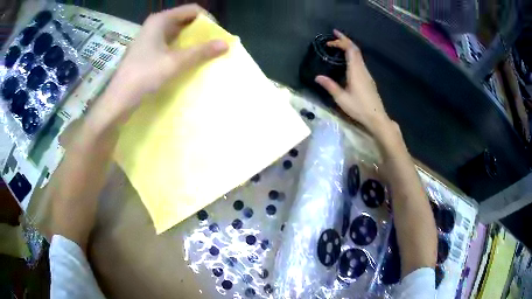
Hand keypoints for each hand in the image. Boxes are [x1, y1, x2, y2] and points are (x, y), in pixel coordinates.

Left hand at [97, 4, 228, 124]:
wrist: (119, 100)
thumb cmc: (144, 76)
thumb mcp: (175, 63)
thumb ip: (201, 52)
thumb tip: (226, 44)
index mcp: (161, 20)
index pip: (192, 10)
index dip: (208, 20)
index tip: (218, 35)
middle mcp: (155, 24)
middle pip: (185, 20)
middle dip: (201, 31)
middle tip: (213, 45)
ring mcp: (150, 37)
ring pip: (177, 32)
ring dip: (192, 41)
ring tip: (204, 53)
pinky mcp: (147, 50)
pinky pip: (170, 43)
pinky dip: (181, 49)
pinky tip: (188, 60)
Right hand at [315, 30, 395, 140]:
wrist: (377, 117)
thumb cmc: (359, 108)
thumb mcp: (342, 98)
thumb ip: (330, 86)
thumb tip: (317, 77)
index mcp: (356, 71)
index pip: (350, 50)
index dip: (341, 42)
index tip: (330, 40)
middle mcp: (362, 69)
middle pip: (355, 49)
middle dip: (345, 40)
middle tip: (334, 35)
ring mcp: (367, 74)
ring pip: (358, 55)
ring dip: (349, 47)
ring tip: (338, 45)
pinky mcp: (368, 79)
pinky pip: (360, 61)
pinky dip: (352, 55)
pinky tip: (347, 59)